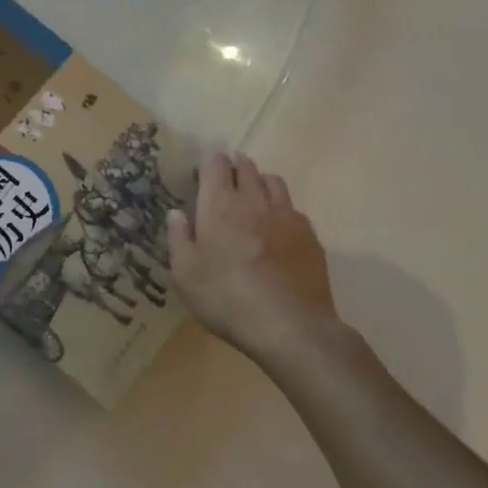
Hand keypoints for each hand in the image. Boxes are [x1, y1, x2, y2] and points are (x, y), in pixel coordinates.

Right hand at [167, 152, 340, 365]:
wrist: (289, 326)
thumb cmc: (226, 298)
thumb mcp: (185, 274)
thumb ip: (179, 238)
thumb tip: (177, 213)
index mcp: (219, 205)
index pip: (216, 165)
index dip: (209, 161)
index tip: (203, 168)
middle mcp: (254, 201)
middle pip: (247, 168)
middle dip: (235, 166)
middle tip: (225, 177)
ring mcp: (286, 216)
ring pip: (274, 182)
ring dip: (260, 181)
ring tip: (252, 195)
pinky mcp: (310, 236)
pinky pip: (293, 209)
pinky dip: (281, 209)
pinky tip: (276, 228)